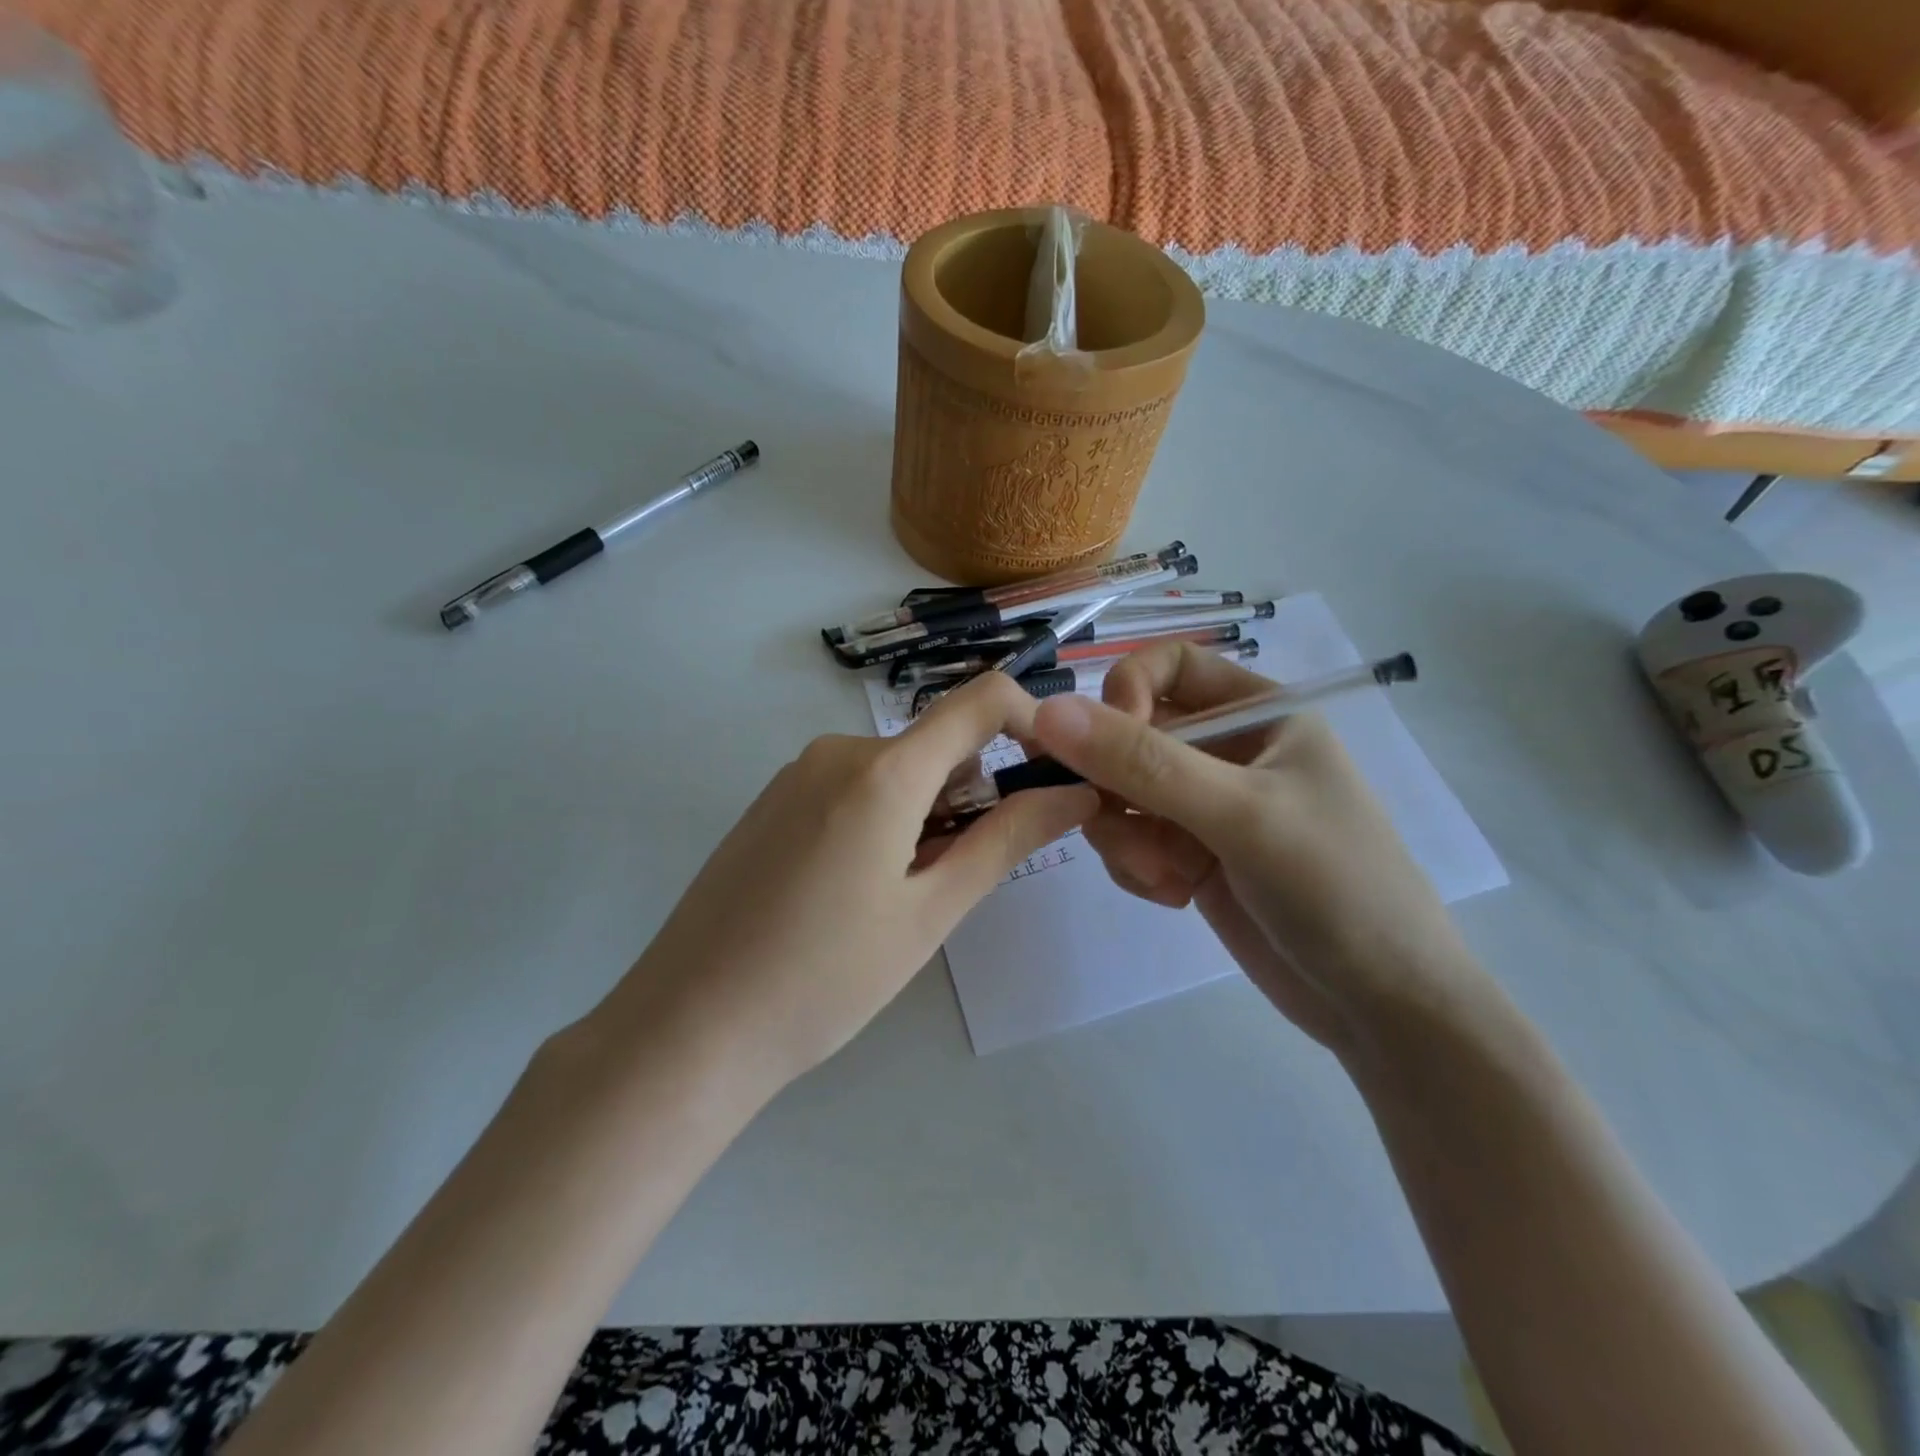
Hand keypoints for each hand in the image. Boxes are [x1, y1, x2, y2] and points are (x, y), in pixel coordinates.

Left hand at [590, 672, 1097, 1097]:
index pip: (981, 700)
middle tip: (952, 883)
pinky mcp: (772, 801)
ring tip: (896, 900)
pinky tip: (850, 893)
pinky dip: (881, 821)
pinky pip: (853, 788)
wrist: (689, 1025)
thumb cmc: (824, 978)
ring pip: (896, 772)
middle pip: (937, 747)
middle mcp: (838, 750)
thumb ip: (1006, 841)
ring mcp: (797, 773)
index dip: (1033, 724)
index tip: (1052, 779)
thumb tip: (1075, 793)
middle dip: (969, 799)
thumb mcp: (930, 912)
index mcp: (883, 769)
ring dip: (925, 817)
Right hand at [1027, 642, 1488, 1051]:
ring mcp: (1205, 808)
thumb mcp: (1239, 814)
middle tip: (1110, 822)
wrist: (1382, 1006)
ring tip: (1165, 874)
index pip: (1168, 666)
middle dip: (1113, 782)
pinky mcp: (1190, 857)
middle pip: (1130, 736)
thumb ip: (1143, 762)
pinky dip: (1137, 867)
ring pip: (1118, 793)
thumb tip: (1048, 711)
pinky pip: (1128, 839)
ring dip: (1123, 834)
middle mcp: (1226, 752)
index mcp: (1258, 714)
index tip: (1099, 743)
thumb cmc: (1333, 887)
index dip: (1125, 694)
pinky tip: (1174, 896)